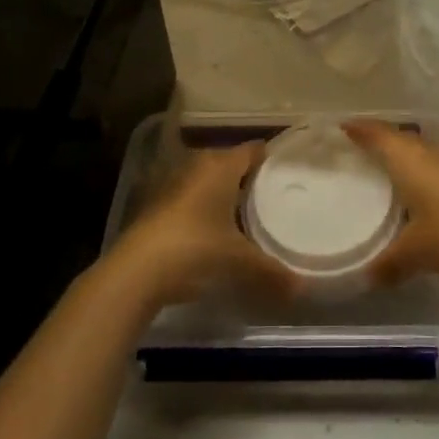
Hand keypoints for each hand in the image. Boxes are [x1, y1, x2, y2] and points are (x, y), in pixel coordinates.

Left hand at [110, 143, 297, 308]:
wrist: (136, 271)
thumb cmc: (195, 248)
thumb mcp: (238, 261)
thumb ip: (271, 271)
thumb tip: (303, 288)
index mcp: (221, 165)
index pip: (252, 149)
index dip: (271, 158)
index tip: (288, 172)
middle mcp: (197, 165)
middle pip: (229, 162)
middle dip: (248, 178)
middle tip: (272, 196)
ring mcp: (172, 183)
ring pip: (207, 180)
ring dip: (223, 193)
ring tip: (247, 214)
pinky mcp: (155, 204)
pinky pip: (190, 197)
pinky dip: (203, 208)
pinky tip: (214, 230)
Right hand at [342, 120, 438, 290]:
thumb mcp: (417, 253)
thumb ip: (387, 264)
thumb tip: (363, 278)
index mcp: (410, 161)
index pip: (377, 134)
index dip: (357, 129)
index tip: (335, 128)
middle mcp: (427, 154)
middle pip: (395, 136)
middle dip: (372, 137)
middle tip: (347, 148)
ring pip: (413, 149)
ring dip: (393, 151)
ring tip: (371, 166)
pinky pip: (426, 163)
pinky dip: (409, 167)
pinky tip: (406, 189)